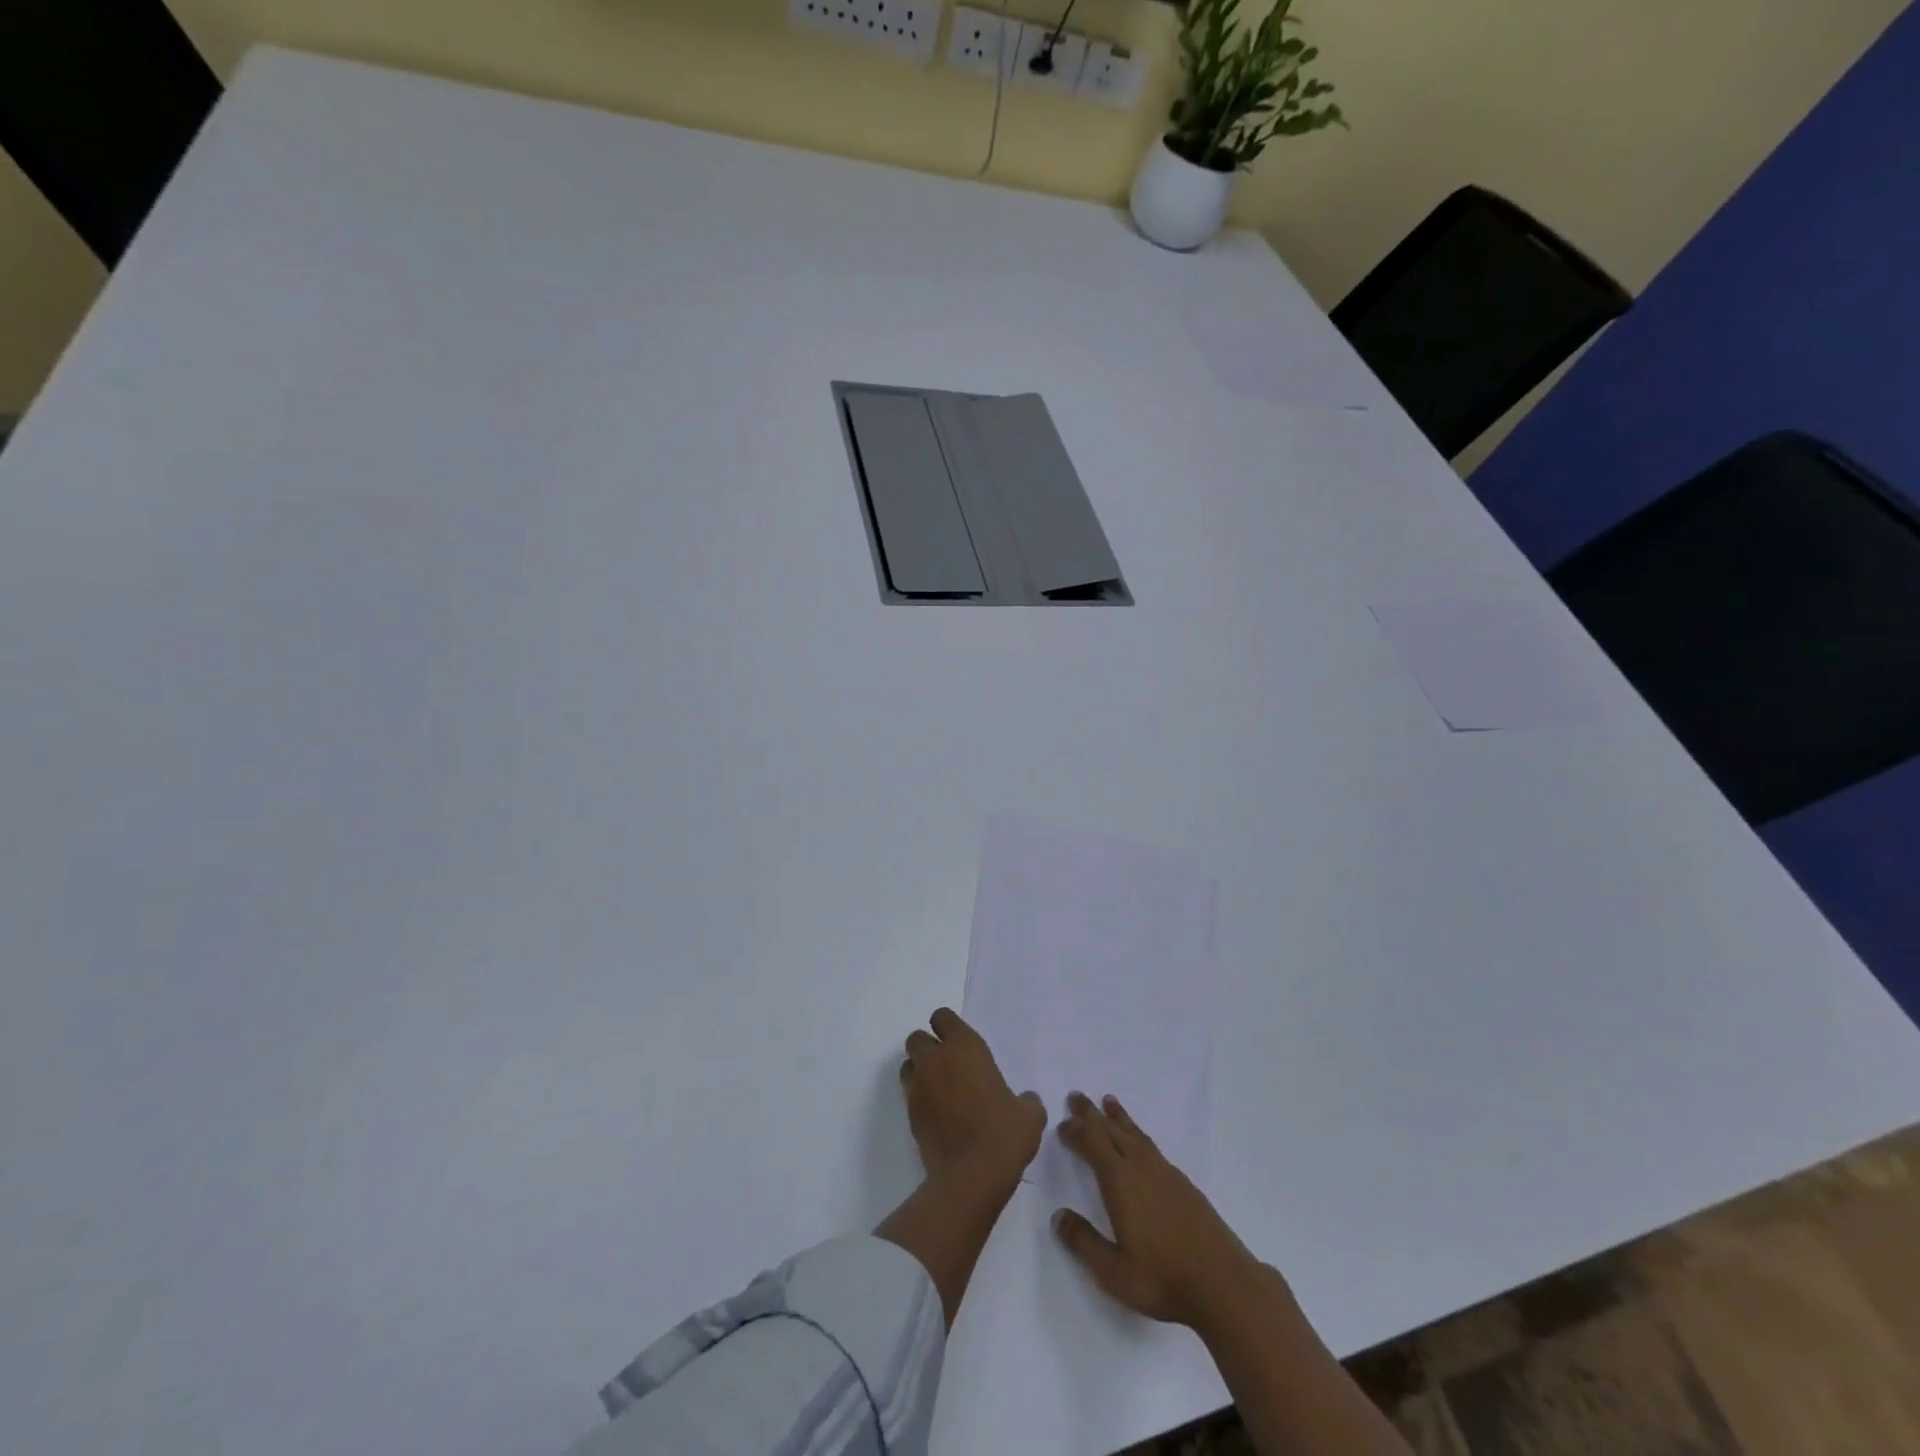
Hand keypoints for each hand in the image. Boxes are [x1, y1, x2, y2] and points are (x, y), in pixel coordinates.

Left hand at [900, 1008, 1044, 1188]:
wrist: (972, 1176)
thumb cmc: (1003, 1134)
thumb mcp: (1029, 1115)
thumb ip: (1026, 1100)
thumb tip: (1026, 1101)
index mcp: (964, 1047)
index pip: (942, 1017)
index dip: (948, 1027)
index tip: (960, 1043)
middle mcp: (936, 1061)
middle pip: (917, 1038)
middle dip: (927, 1048)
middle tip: (948, 1066)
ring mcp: (919, 1088)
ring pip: (908, 1066)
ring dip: (919, 1072)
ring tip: (939, 1090)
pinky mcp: (910, 1116)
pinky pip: (910, 1097)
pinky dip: (920, 1100)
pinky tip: (939, 1117)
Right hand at [1054, 1091, 1264, 1329]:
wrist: (1224, 1285)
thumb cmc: (1163, 1279)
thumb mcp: (1113, 1272)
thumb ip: (1083, 1242)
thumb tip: (1058, 1216)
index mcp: (1120, 1182)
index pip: (1092, 1143)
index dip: (1075, 1131)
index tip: (1061, 1125)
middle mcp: (1141, 1168)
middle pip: (1112, 1130)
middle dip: (1092, 1114)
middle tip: (1077, 1096)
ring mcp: (1166, 1173)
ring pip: (1136, 1135)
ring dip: (1118, 1118)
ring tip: (1108, 1102)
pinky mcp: (1185, 1185)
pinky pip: (1153, 1147)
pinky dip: (1139, 1135)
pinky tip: (1141, 1145)